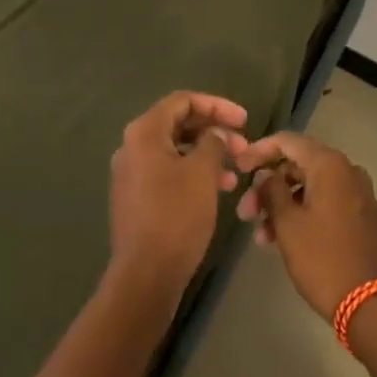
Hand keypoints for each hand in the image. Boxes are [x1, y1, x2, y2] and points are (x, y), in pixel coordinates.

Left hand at [108, 91, 247, 301]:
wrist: (146, 275)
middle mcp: (132, 147)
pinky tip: (217, 189)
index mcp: (144, 132)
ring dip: (207, 154)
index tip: (245, 121)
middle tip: (243, 146)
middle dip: (214, 131)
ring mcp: (131, 173)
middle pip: (178, 124)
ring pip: (175, 150)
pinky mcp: (136, 197)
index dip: (217, 106)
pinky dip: (193, 172)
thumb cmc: (176, 215)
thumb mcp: (202, 172)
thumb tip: (215, 135)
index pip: (183, 101)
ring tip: (235, 172)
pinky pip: (168, 171)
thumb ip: (213, 143)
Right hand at [232, 131, 376, 318]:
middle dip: (268, 186)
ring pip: (310, 187)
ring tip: (261, 236)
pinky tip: (282, 239)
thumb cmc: (324, 260)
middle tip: (245, 213)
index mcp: (330, 165)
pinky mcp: (362, 216)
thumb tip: (266, 174)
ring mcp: (357, 194)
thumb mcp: (289, 224)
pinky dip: (302, 213)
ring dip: (282, 205)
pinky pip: (325, 202)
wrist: (373, 306)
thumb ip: (271, 191)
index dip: (259, 151)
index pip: (287, 141)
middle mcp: (347, 171)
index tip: (238, 168)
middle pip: (298, 165)